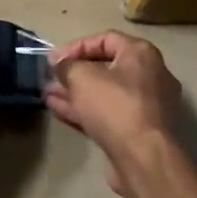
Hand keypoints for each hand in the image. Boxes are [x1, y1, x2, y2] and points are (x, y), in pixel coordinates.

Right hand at [43, 31, 182, 196]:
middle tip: (50, 77)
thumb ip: (67, 66)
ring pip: (104, 92)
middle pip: (105, 67)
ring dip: (75, 92)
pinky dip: (85, 109)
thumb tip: (59, 63)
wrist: (144, 158)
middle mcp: (149, 75)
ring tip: (47, 94)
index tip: (53, 59)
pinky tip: (58, 109)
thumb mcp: (82, 78)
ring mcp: (146, 105)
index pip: (105, 39)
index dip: (76, 46)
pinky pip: (108, 112)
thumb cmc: (115, 106)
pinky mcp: (138, 130)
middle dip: (74, 72)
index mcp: (141, 54)